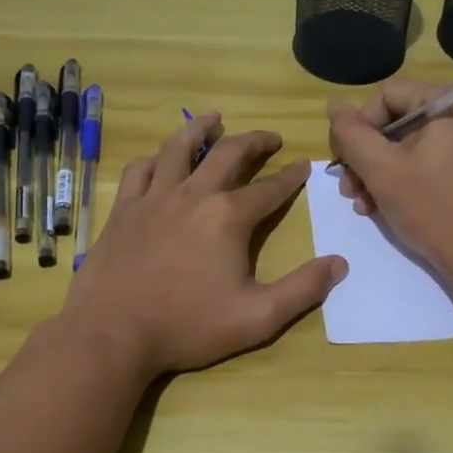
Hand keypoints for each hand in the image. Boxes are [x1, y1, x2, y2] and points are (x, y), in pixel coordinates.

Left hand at [63, 112, 346, 375]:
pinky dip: (155, 159)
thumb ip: (302, 290)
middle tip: (271, 137)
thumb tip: (340, 264)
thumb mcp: (257, 317)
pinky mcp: (123, 210)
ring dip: (201, 129)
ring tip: (214, 118)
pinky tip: (160, 159)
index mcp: (228, 217)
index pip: (270, 189)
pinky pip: (140, 171)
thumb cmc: (187, 326)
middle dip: (255, 141)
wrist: (112, 334)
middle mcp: (193, 195)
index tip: (304, 165)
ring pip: (179, 149)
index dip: (291, 177)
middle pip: (228, 155)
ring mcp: (153, 199)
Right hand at [327, 80, 452, 284]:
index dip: (359, 126)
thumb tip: (334, 105)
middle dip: (365, 156)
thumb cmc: (432, 208)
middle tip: (347, 188)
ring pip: (407, 147)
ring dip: (377, 173)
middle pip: (396, 122)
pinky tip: (380, 208)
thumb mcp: (381, 169)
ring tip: (361, 203)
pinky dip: (401, 181)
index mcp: (450, 104)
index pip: (387, 95)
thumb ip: (351, 134)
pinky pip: (425, 164)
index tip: (344, 162)